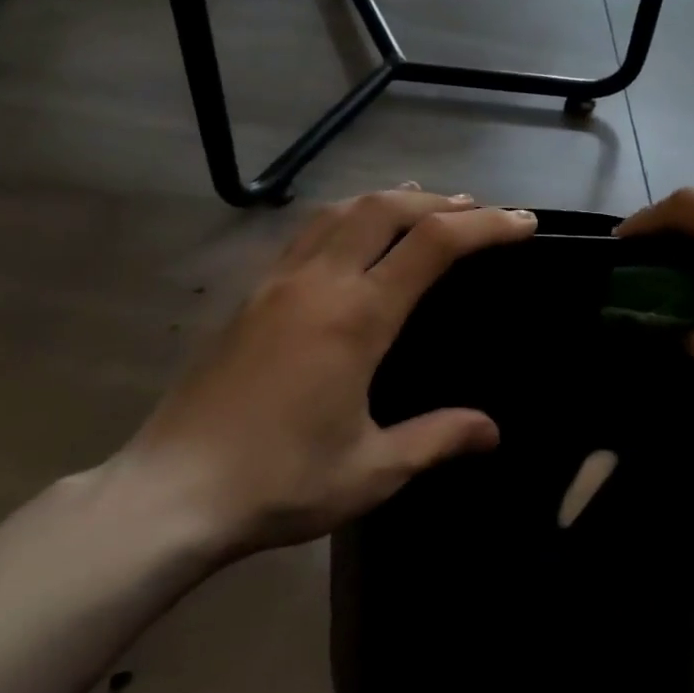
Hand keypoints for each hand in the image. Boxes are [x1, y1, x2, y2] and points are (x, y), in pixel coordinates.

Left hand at [114, 187, 536, 558]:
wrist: (171, 493)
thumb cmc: (280, 481)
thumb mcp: (372, 470)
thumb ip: (437, 439)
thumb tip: (492, 430)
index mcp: (357, 316)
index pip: (433, 244)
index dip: (486, 226)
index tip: (523, 222)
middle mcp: (319, 282)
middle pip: (387, 208)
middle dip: (441, 201)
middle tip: (479, 210)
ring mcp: (277, 282)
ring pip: (341, 210)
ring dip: (390, 199)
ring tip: (423, 205)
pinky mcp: (249, 294)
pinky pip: (307, 232)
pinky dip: (346, 216)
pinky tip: (352, 236)